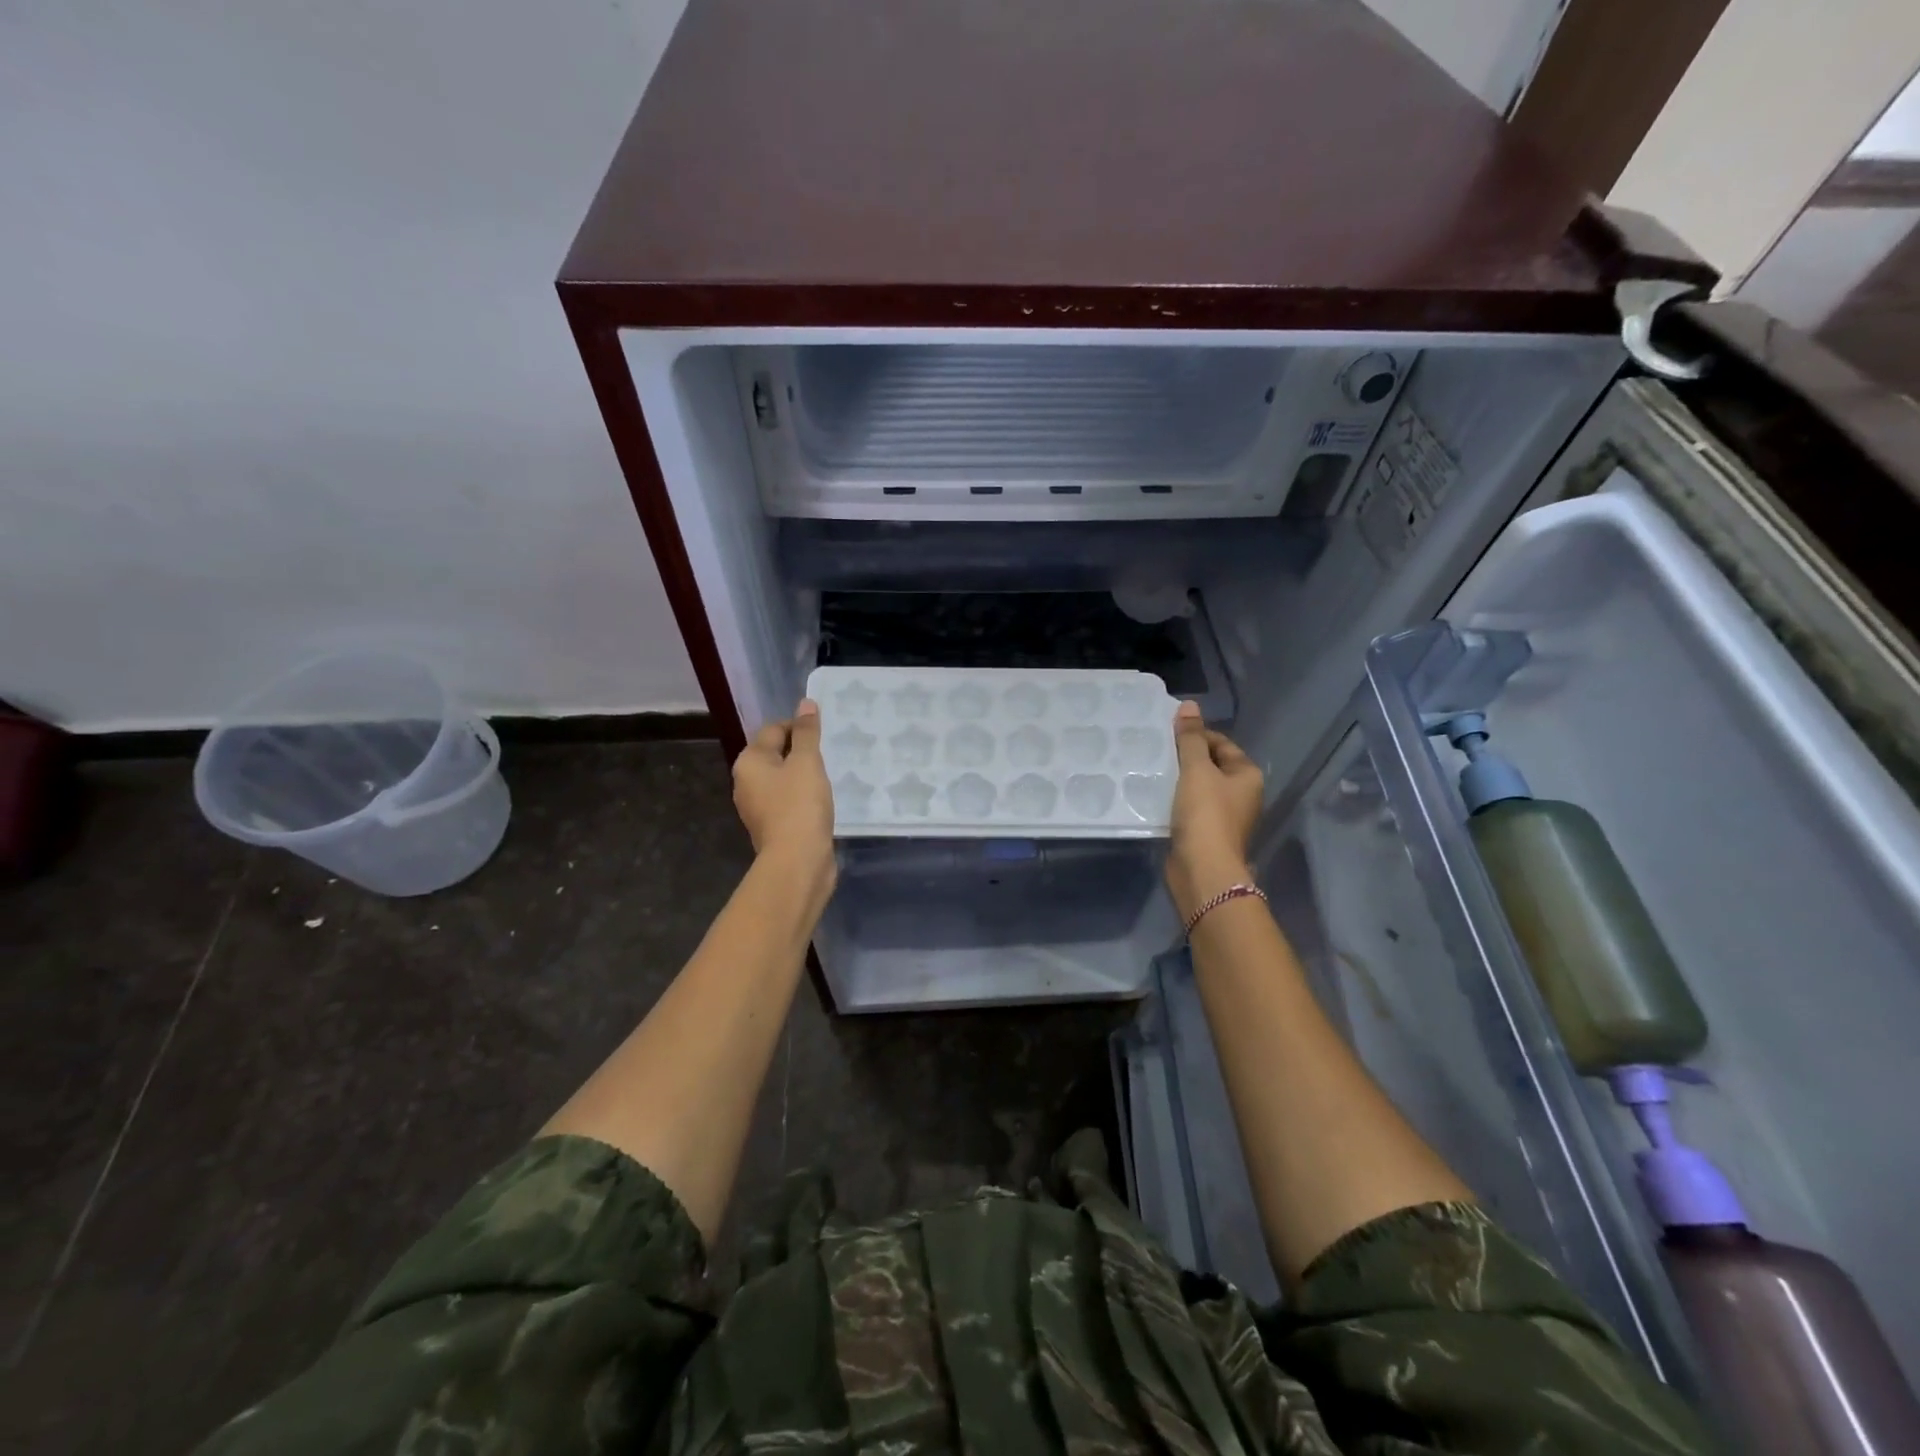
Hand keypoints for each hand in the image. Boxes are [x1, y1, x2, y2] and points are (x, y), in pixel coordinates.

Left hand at [732, 699, 835, 879]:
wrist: (797, 861)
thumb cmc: (800, 805)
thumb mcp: (807, 762)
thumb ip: (807, 732)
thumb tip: (806, 704)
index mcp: (749, 762)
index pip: (774, 729)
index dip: (799, 727)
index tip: (824, 735)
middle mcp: (746, 782)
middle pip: (775, 754)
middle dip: (801, 752)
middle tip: (829, 754)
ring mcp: (757, 807)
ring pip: (782, 779)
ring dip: (803, 775)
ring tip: (828, 777)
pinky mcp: (772, 826)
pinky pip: (788, 800)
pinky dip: (803, 796)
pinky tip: (821, 801)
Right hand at [1167, 701, 1262, 920]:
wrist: (1202, 869)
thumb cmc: (1205, 814)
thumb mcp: (1196, 770)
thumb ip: (1190, 738)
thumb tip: (1189, 705)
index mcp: (1247, 775)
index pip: (1221, 743)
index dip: (1195, 736)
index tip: (1167, 735)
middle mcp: (1242, 794)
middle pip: (1210, 765)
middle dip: (1185, 758)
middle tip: (1156, 751)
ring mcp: (1225, 816)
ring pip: (1198, 787)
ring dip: (1178, 780)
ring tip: (1152, 771)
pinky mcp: (1206, 834)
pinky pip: (1190, 808)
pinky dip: (1175, 801)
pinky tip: (1155, 797)